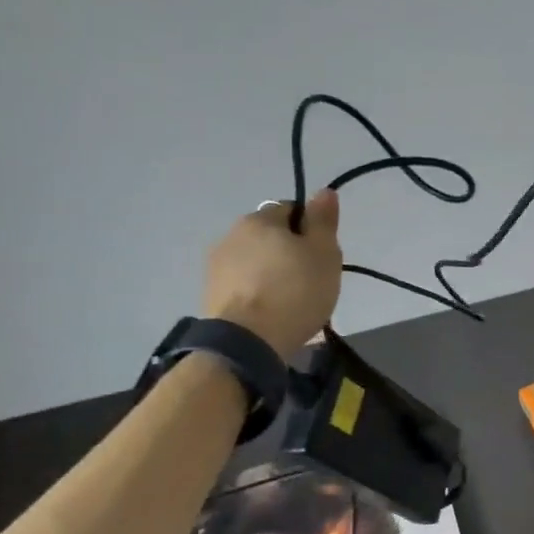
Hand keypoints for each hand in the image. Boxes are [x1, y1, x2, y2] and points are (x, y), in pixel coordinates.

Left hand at [202, 190, 342, 356]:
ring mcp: (216, 267)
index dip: (310, 230)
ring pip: (255, 262)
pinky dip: (258, 294)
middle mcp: (231, 235)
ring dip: (272, 274)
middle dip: (289, 253)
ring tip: (292, 302)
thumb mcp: (324, 253)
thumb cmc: (295, 291)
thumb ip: (323, 221)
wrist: (248, 342)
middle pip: (270, 236)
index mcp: (259, 219)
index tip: (322, 255)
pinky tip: (272, 314)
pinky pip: (243, 286)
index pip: (291, 210)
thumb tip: (324, 191)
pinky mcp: (210, 296)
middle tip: (311, 280)